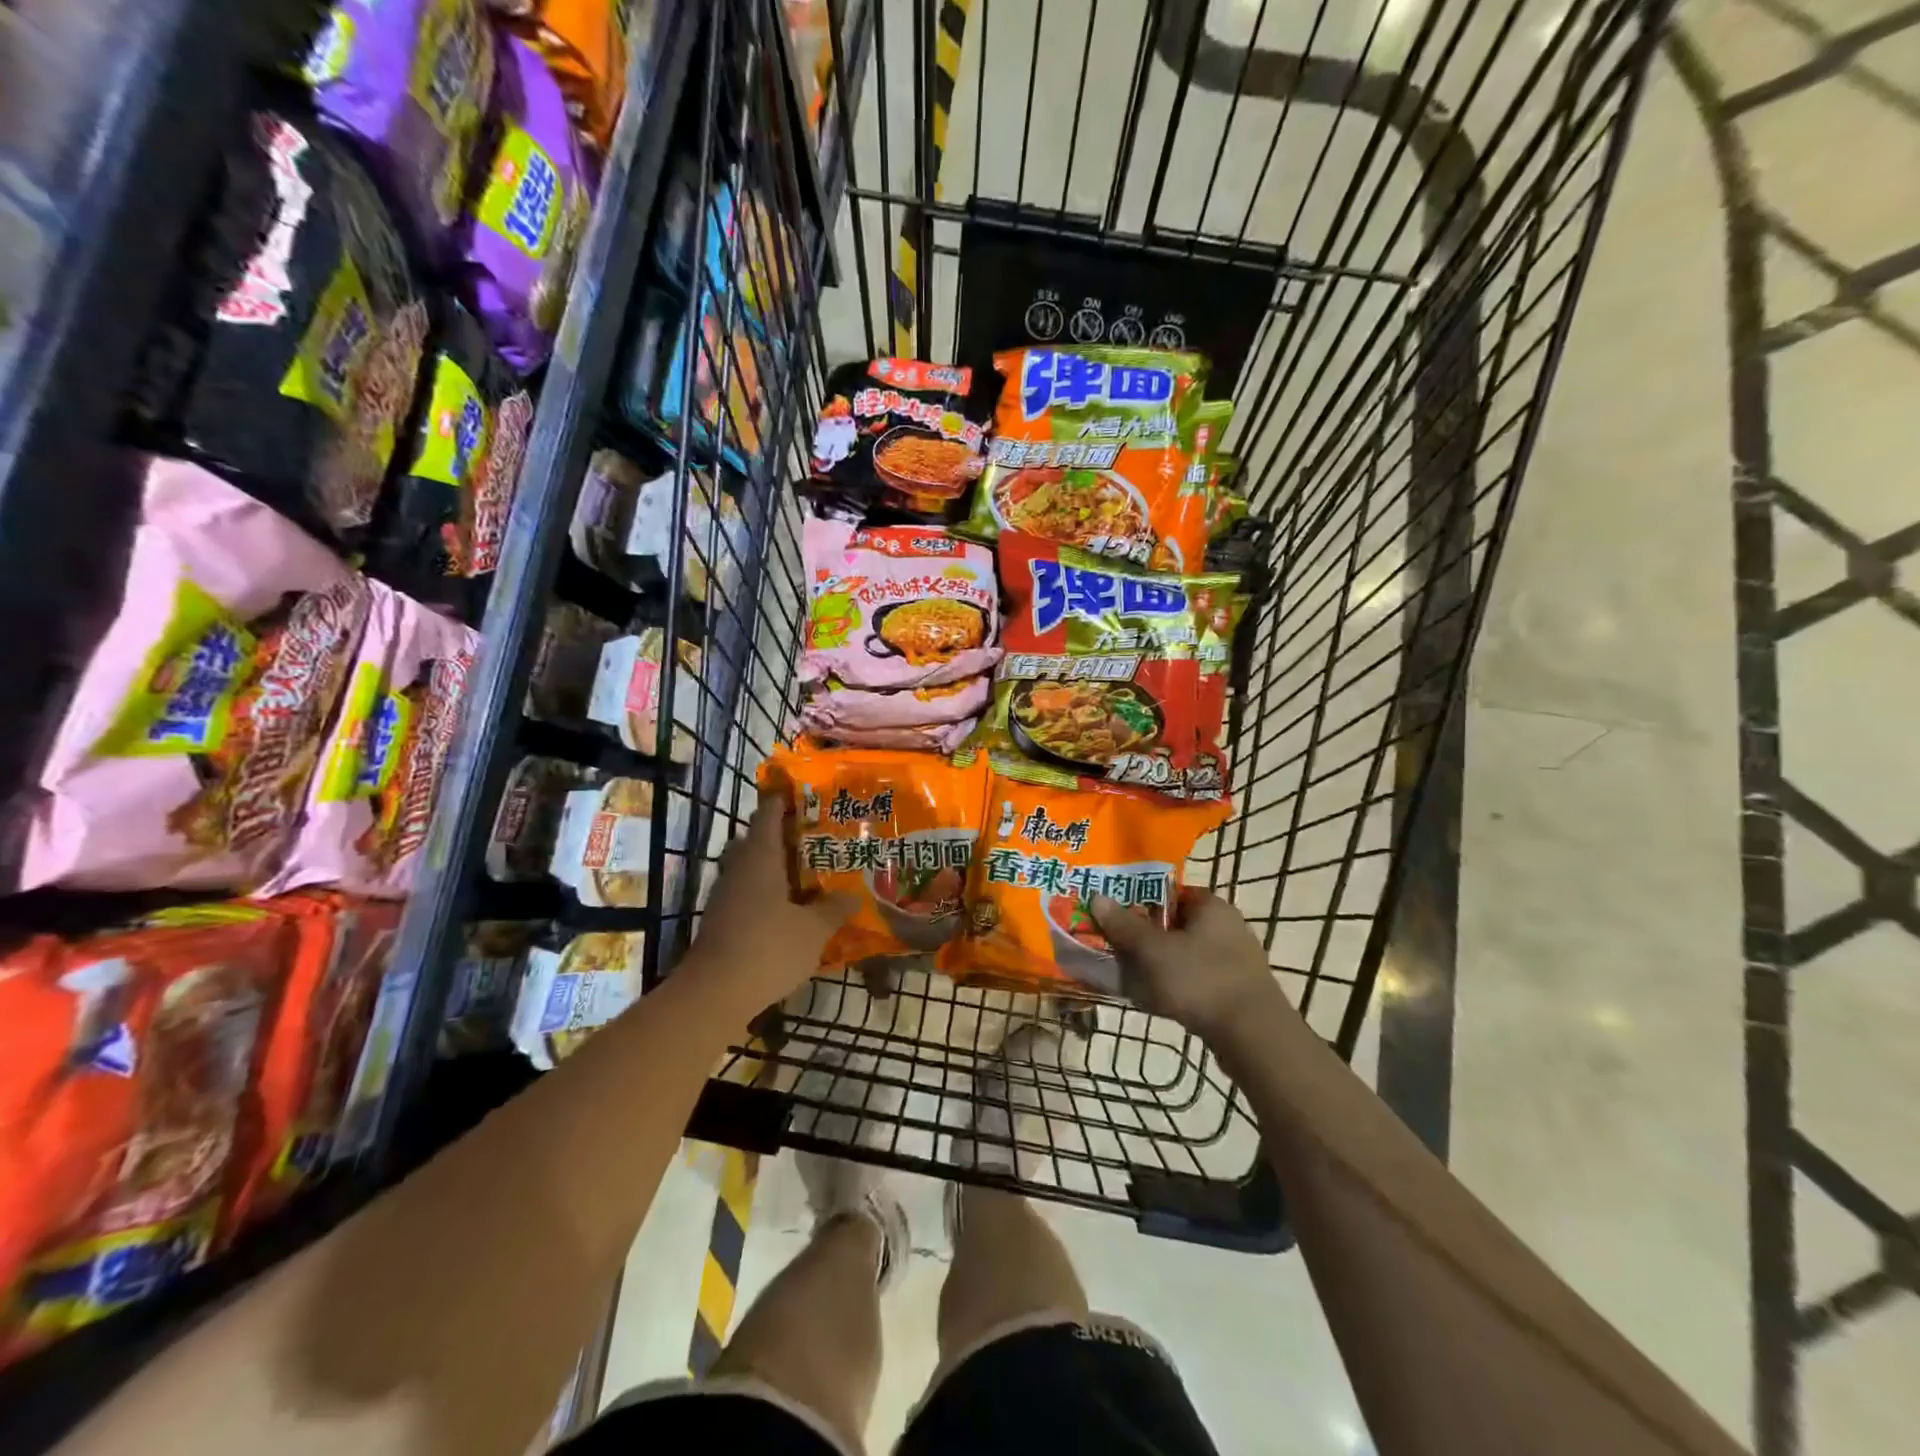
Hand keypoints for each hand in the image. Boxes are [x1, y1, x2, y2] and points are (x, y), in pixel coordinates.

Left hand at [681, 793, 854, 1013]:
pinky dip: (767, 893)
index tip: (803, 792)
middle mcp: (739, 869)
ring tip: (808, 872)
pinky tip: (790, 909)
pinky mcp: (721, 920)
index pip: (769, 815)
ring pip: (752, 869)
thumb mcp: (813, 930)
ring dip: (775, 867)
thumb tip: (852, 896)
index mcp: (760, 858)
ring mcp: (725, 895)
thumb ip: (833, 910)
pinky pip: (747, 894)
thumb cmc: (768, 948)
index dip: (783, 800)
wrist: (714, 994)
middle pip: (757, 840)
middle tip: (816, 836)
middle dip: (784, 835)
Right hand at [1092, 889, 1291, 1039]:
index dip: (1140, 900)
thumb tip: (1097, 897)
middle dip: (1146, 935)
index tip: (1115, 915)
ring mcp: (1235, 959)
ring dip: (1159, 962)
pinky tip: (1157, 1000)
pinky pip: (1197, 978)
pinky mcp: (1236, 990)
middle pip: (1176, 923)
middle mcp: (1227, 926)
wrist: (1253, 1037)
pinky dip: (1176, 984)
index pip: (1170, 891)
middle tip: (1117, 947)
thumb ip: (1124, 925)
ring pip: (1185, 953)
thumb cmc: (1200, 980)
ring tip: (1130, 975)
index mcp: (1211, 906)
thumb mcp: (1153, 950)